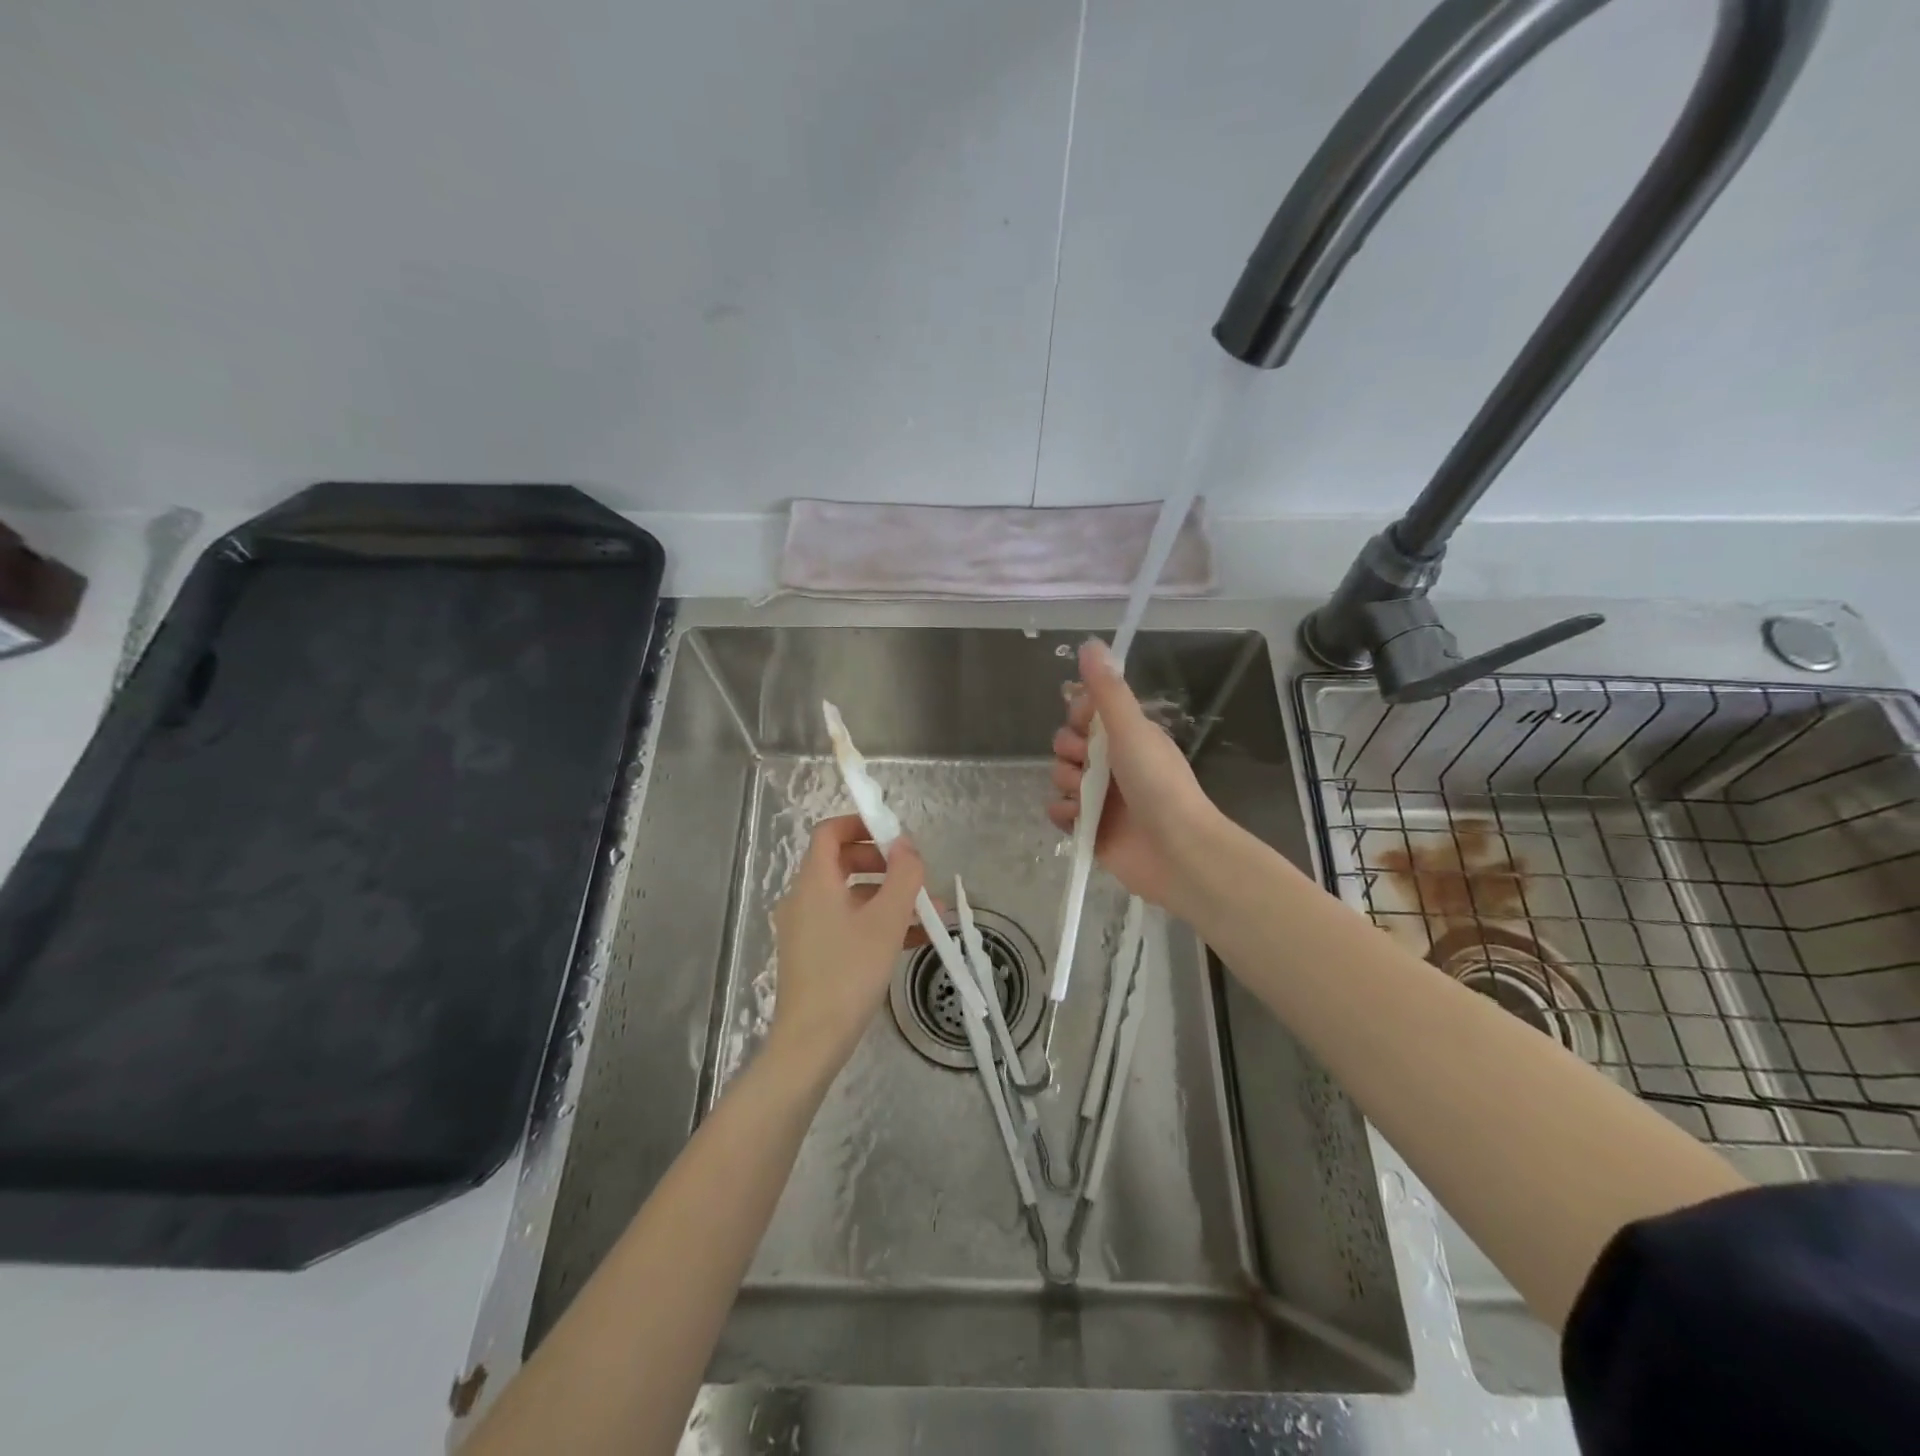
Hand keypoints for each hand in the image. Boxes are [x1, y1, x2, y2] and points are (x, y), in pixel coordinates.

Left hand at [769, 814, 925, 1071]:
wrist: (811, 1042)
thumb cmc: (849, 972)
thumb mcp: (886, 921)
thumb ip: (902, 876)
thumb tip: (907, 844)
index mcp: (815, 882)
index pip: (830, 832)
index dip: (861, 824)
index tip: (895, 834)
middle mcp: (804, 898)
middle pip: (842, 862)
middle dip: (884, 863)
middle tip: (915, 875)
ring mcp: (807, 928)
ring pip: (851, 896)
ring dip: (889, 897)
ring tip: (930, 910)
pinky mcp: (814, 954)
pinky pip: (848, 924)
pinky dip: (877, 922)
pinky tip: (915, 939)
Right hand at [1047, 639, 1223, 914]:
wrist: (1177, 851)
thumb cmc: (1158, 784)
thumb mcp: (1131, 729)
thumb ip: (1107, 690)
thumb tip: (1089, 642)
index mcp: (1126, 735)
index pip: (1084, 712)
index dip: (1077, 715)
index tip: (1085, 722)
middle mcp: (1112, 763)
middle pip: (1066, 744)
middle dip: (1069, 752)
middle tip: (1089, 764)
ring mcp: (1101, 797)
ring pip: (1061, 777)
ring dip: (1067, 785)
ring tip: (1088, 799)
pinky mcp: (1090, 828)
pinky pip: (1060, 812)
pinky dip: (1064, 815)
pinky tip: (1078, 819)